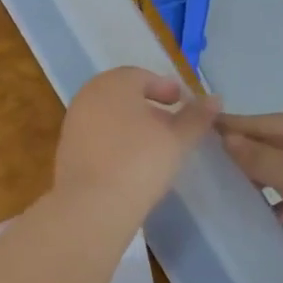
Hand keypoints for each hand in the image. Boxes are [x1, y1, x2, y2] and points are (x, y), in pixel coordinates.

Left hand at [54, 68, 219, 228]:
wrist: (91, 205)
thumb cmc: (140, 161)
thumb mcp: (177, 139)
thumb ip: (196, 117)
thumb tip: (214, 99)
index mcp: (113, 83)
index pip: (142, 76)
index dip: (166, 88)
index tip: (182, 104)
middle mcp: (88, 96)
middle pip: (124, 96)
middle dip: (149, 107)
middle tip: (171, 125)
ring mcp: (73, 124)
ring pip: (109, 117)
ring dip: (132, 126)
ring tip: (155, 147)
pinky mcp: (67, 151)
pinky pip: (98, 137)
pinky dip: (116, 142)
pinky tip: (131, 163)